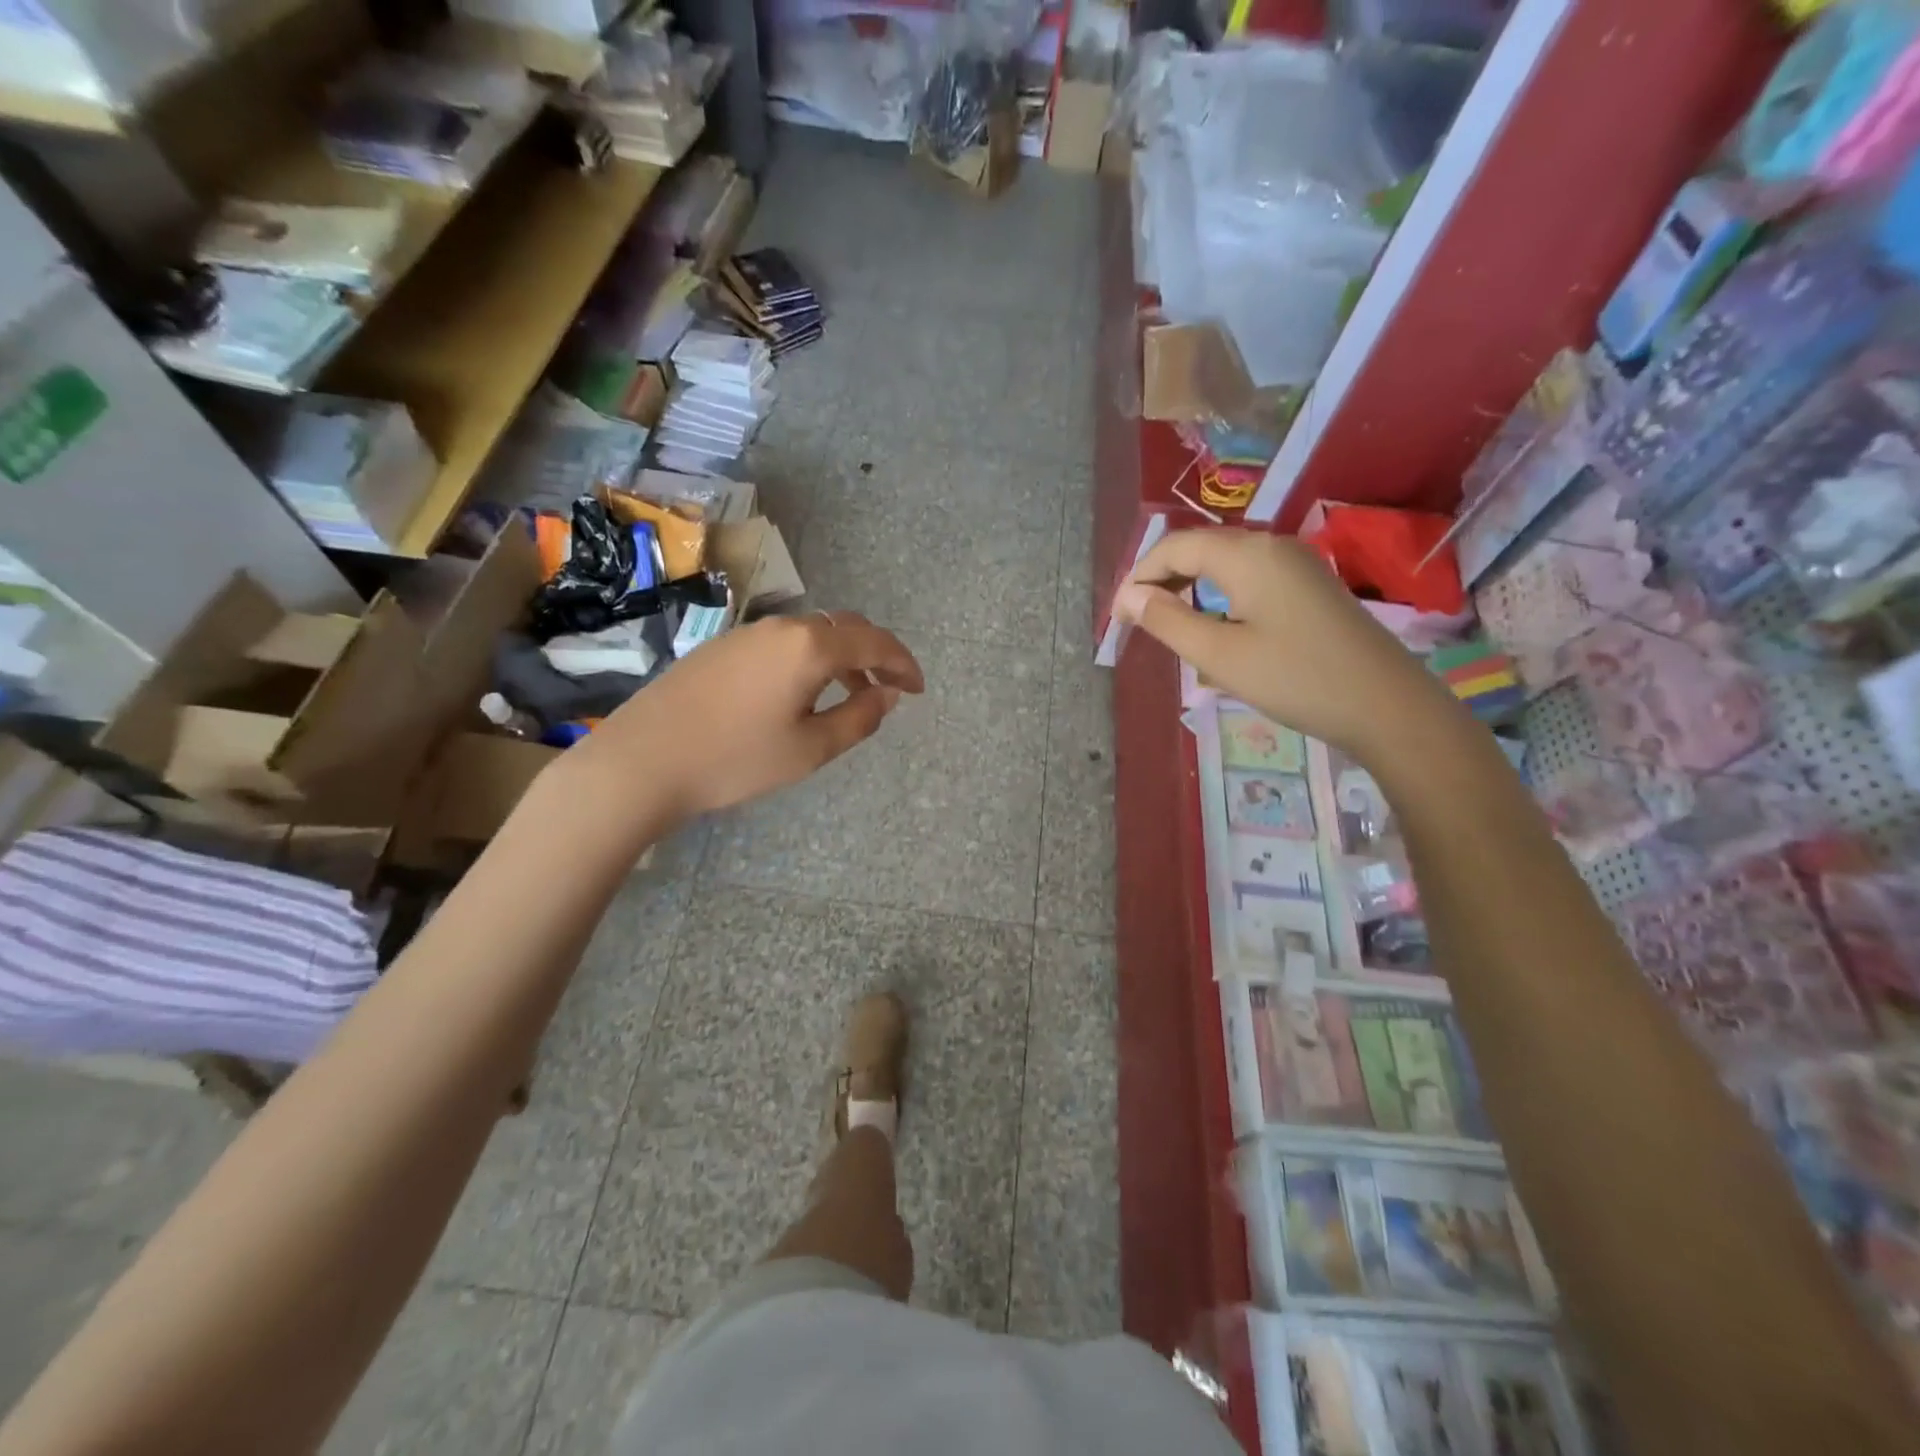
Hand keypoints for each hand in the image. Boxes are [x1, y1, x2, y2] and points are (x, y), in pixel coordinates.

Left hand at [573, 610, 923, 821]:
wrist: (644, 759)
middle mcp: (783, 627)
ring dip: (843, 657)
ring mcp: (749, 633)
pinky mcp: (724, 646)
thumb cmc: (736, 759)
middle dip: (876, 655)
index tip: (918, 690)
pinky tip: (803, 693)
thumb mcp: (810, 749)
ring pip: (813, 633)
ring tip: (852, 695)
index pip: (874, 643)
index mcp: (810, 646)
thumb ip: (859, 718)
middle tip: (891, 689)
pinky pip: (784, 642)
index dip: (903, 664)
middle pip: (845, 628)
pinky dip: (811, 659)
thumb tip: (887, 696)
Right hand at [1113, 529, 1456, 759]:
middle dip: (1162, 579)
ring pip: (1226, 564)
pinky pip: (1251, 579)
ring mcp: (1297, 564)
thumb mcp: (1220, 655)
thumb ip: (1168, 621)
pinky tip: (1216, 629)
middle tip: (1137, 620)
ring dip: (1190, 588)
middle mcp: (1272, 546)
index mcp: (1248, 553)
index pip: (1175, 548)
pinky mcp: (1310, 587)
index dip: (1139, 576)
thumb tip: (1129, 597)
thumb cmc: (1296, 678)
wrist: (1386, 706)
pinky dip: (1220, 597)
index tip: (1117, 616)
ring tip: (1169, 625)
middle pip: (1201, 549)